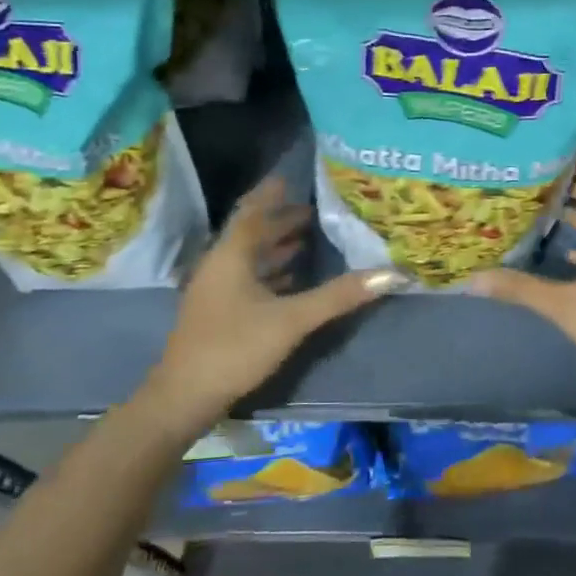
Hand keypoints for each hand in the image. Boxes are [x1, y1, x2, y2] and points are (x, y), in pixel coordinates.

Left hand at [146, 176, 402, 431]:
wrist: (184, 398)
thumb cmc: (235, 347)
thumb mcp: (292, 320)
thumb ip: (339, 296)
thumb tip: (390, 273)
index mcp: (231, 255)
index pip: (253, 211)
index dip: (271, 193)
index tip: (292, 178)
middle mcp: (220, 265)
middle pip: (252, 233)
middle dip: (280, 220)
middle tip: (314, 211)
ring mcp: (216, 290)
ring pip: (249, 258)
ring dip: (276, 246)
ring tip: (308, 239)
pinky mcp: (218, 313)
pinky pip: (247, 280)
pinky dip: (270, 273)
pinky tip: (291, 280)